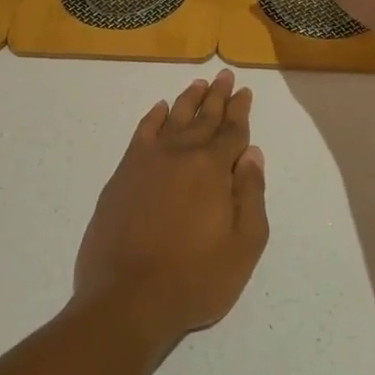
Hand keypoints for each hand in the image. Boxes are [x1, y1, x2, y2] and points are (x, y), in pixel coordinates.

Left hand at [73, 70, 268, 348]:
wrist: (127, 299)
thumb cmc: (195, 279)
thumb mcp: (244, 246)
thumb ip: (251, 195)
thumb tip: (252, 155)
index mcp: (213, 169)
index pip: (232, 132)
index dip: (240, 110)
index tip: (245, 91)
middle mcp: (181, 155)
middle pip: (203, 118)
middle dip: (217, 96)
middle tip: (224, 75)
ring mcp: (147, 163)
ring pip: (172, 119)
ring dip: (187, 100)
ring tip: (198, 84)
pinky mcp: (122, 176)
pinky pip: (141, 135)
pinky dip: (152, 118)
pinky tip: (159, 109)